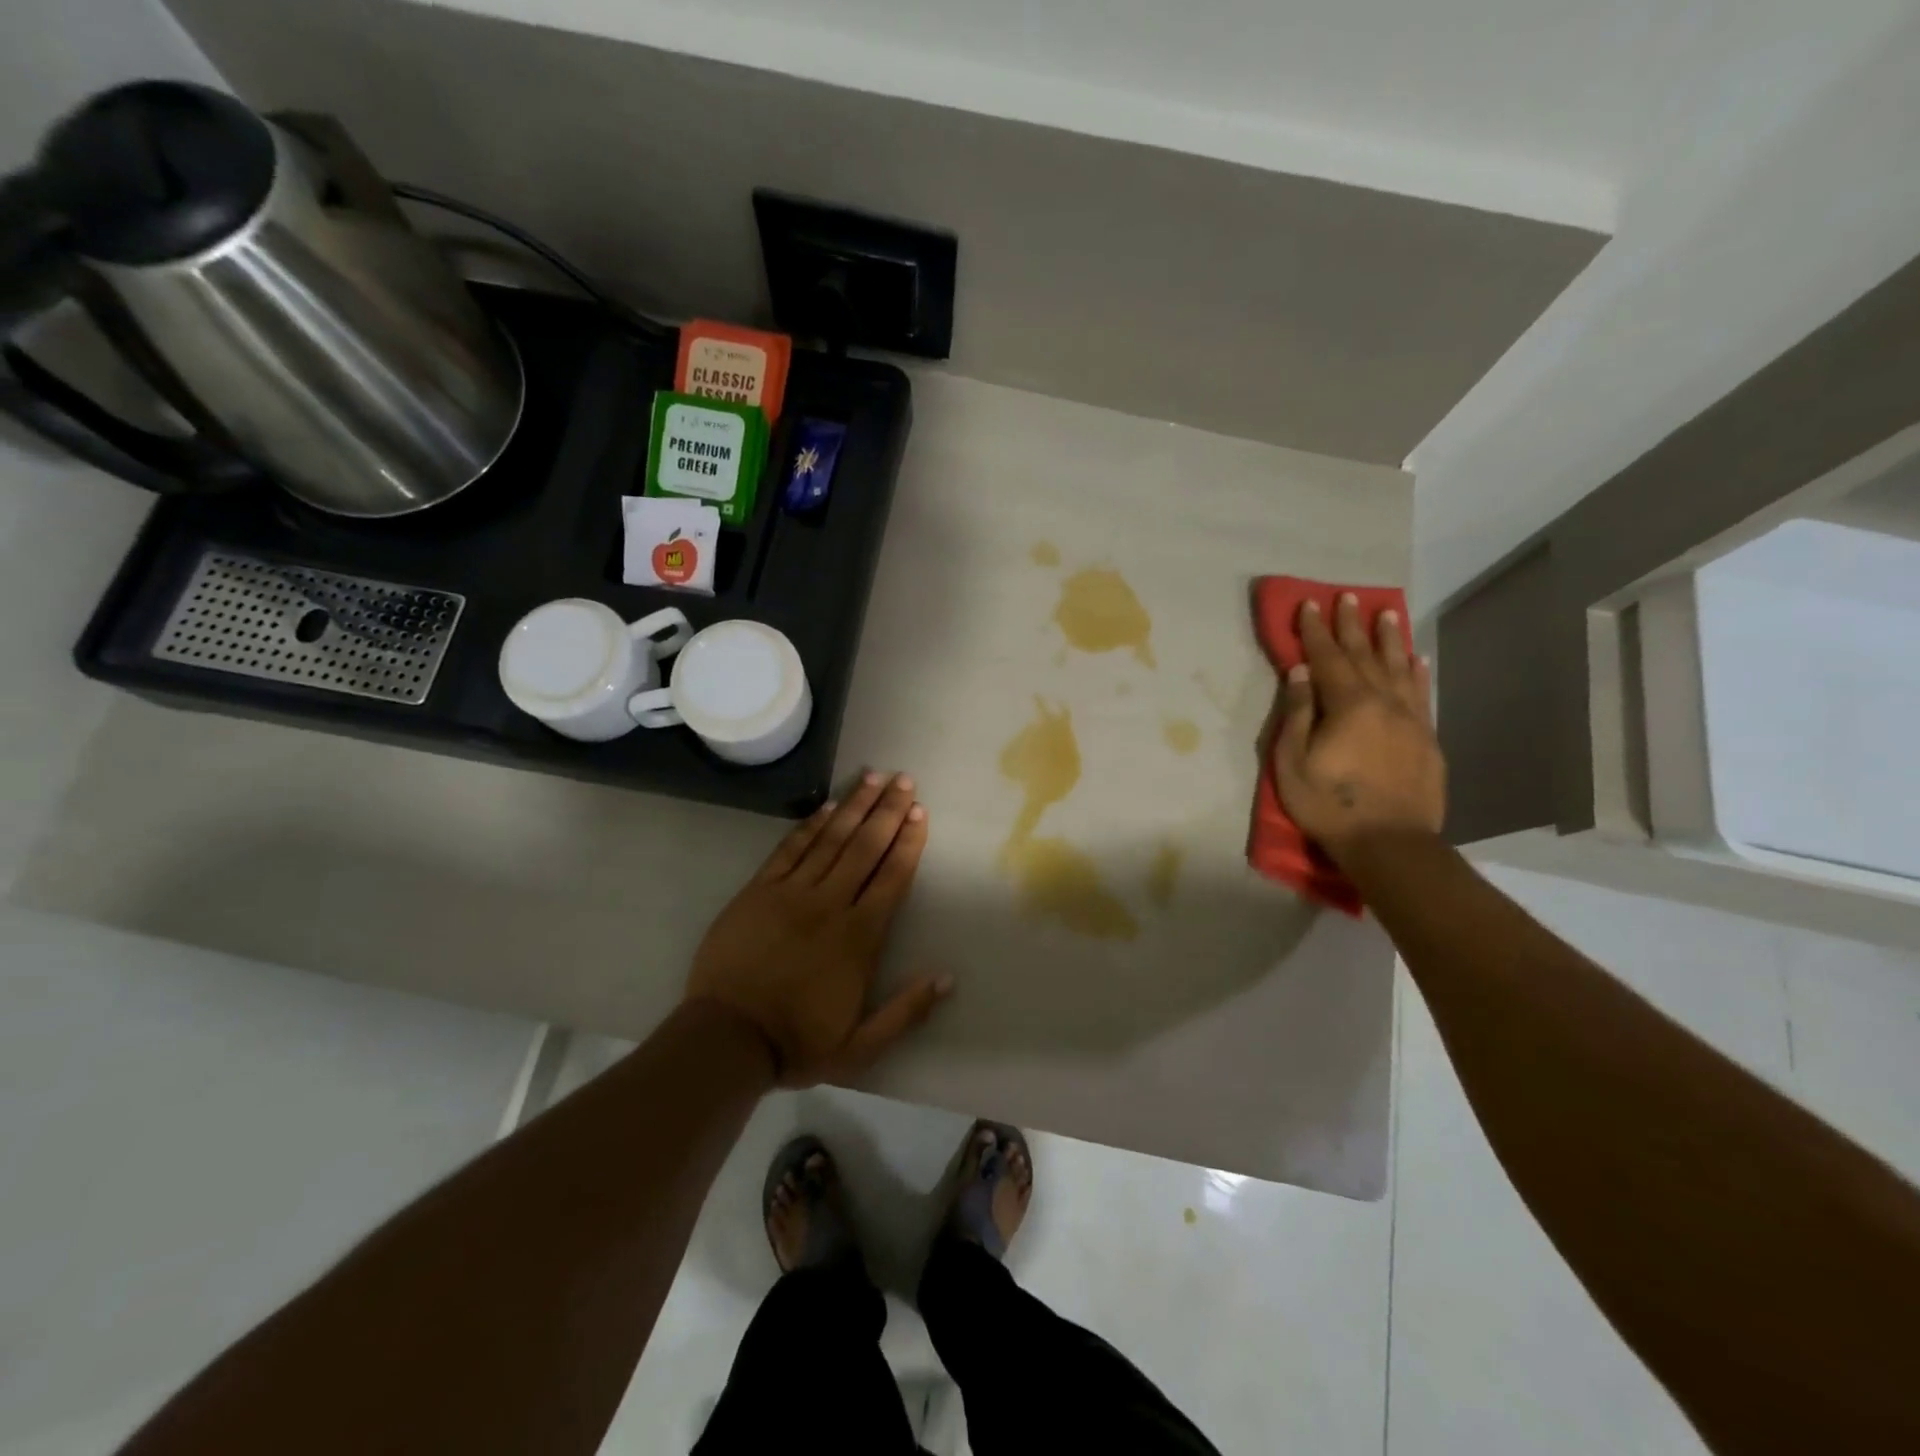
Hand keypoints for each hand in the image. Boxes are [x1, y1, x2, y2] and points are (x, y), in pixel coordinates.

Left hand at [685, 771, 951, 1086]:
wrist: (727, 1039)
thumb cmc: (798, 1042)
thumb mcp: (861, 1048)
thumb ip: (906, 1012)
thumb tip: (946, 978)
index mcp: (859, 937)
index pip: (891, 878)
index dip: (908, 843)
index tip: (920, 813)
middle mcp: (830, 904)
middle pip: (865, 847)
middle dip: (888, 811)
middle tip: (904, 780)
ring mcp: (791, 893)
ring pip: (831, 839)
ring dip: (854, 806)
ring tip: (873, 777)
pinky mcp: (759, 891)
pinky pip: (790, 849)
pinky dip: (811, 825)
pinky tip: (828, 806)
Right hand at [1273, 594, 1445, 863]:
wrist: (1390, 843)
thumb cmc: (1329, 804)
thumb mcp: (1293, 762)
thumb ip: (1298, 714)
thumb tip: (1300, 673)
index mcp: (1348, 705)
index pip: (1328, 659)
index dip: (1315, 631)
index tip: (1308, 604)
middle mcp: (1384, 702)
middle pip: (1365, 656)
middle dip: (1353, 626)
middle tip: (1349, 597)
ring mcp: (1410, 720)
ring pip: (1400, 669)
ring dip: (1391, 640)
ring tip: (1388, 613)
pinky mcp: (1426, 739)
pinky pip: (1422, 694)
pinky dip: (1418, 673)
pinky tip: (1418, 659)